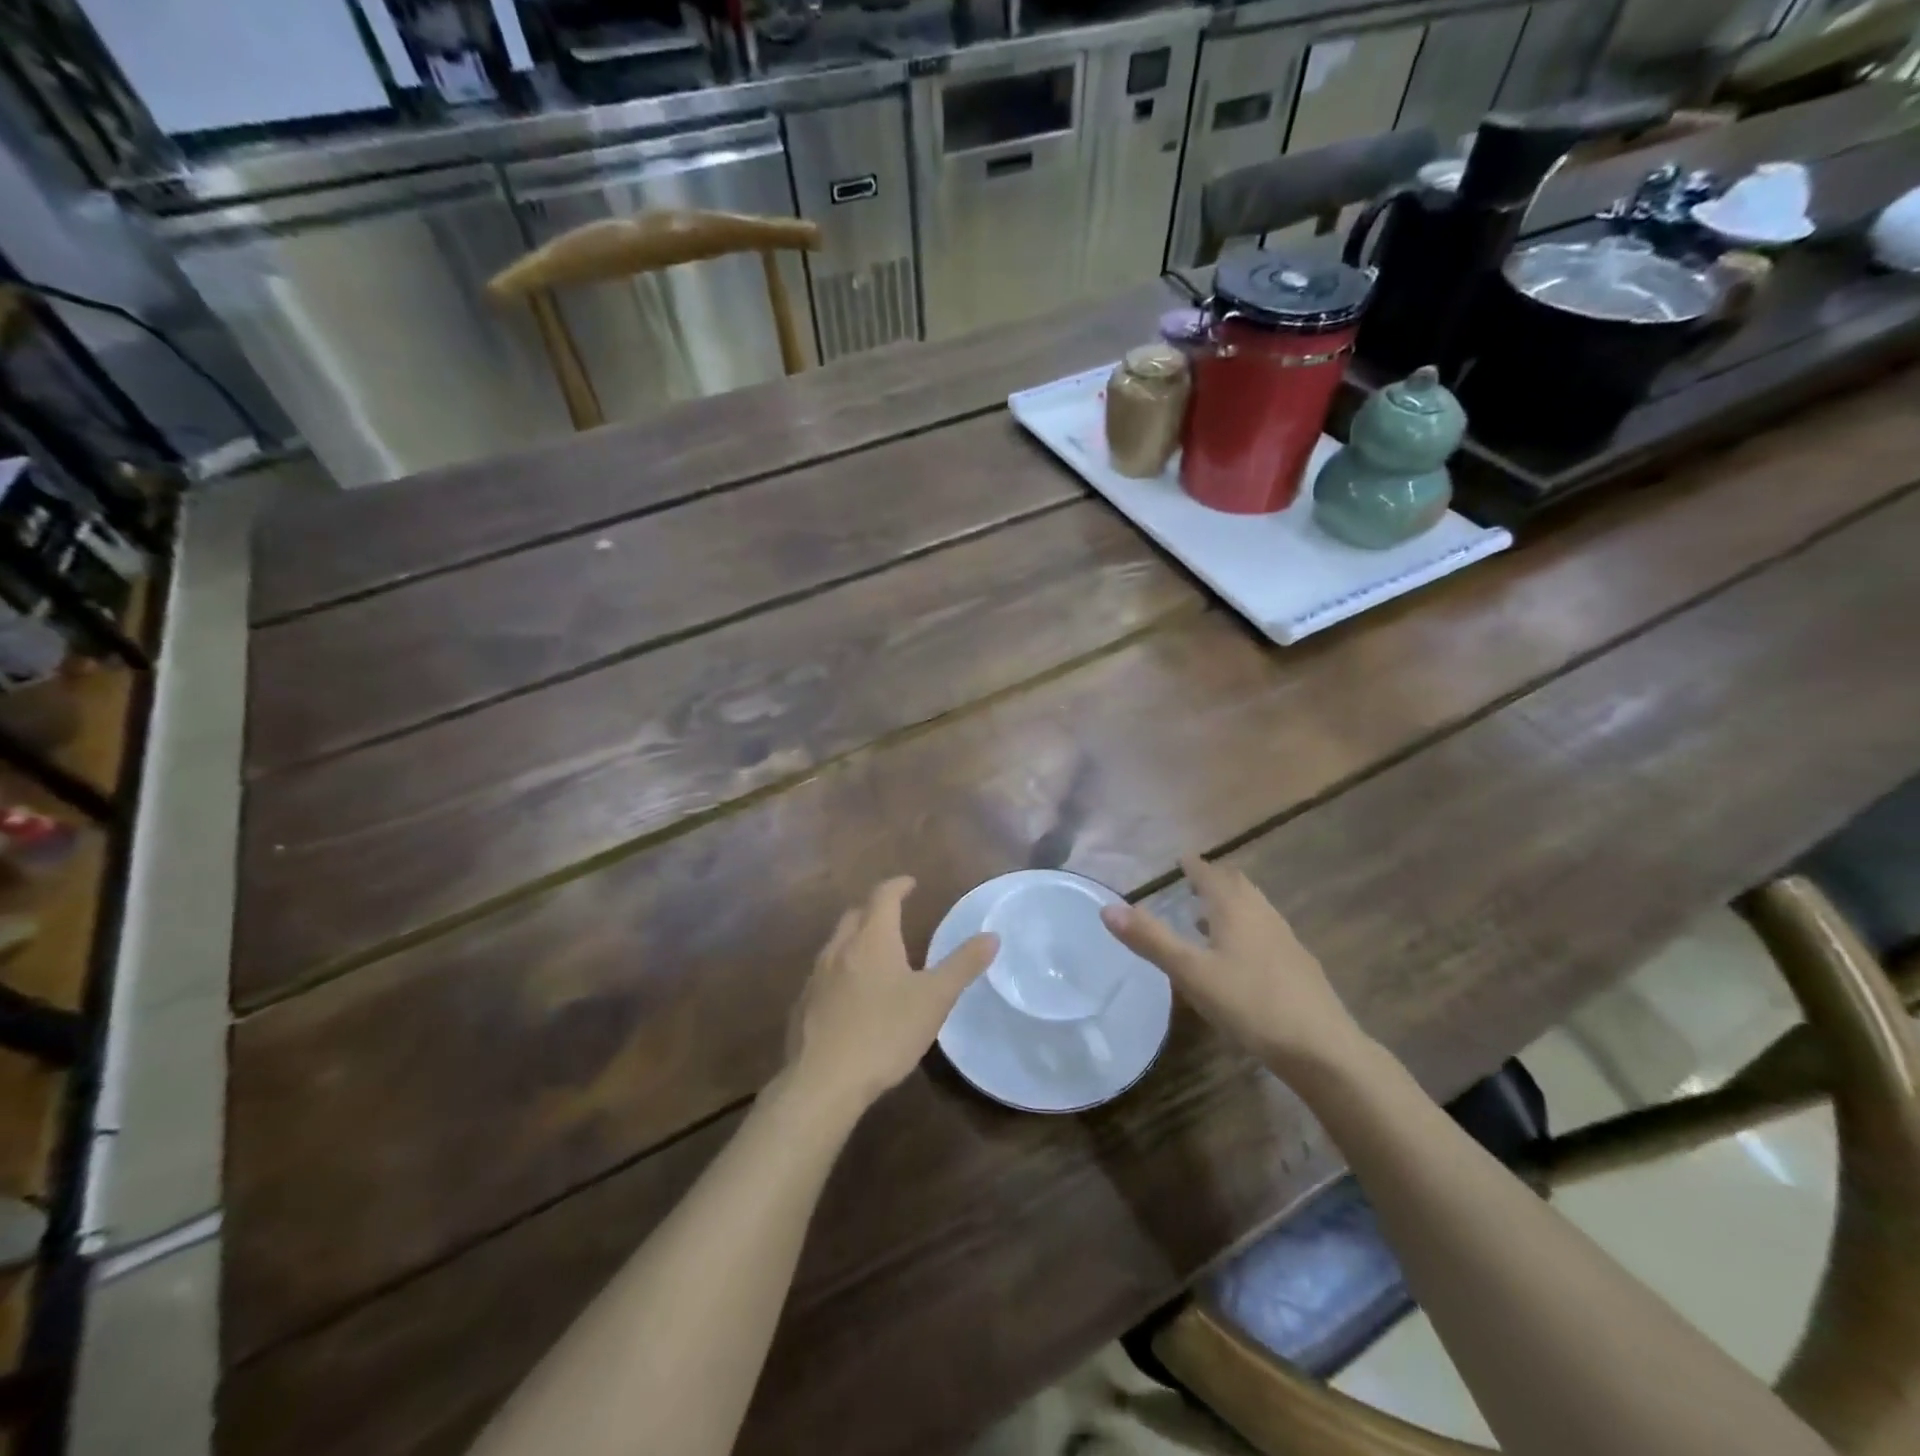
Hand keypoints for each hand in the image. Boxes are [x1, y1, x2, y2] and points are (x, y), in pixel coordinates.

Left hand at [785, 877, 997, 1116]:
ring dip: (855, 939)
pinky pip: (823, 974)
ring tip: (874, 954)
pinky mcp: (803, 1005)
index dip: (898, 886)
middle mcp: (840, 948)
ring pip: (836, 944)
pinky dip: (840, 970)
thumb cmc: (884, 1033)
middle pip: (856, 915)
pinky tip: (850, 995)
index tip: (910, 884)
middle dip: (875, 909)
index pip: (883, 897)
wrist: (822, 1081)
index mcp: (872, 939)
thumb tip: (991, 936)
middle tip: (894, 916)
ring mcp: (816, 976)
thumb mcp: (934, 999)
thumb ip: (963, 965)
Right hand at [1100, 855, 1370, 1077]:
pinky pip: (1265, 932)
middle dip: (1215, 880)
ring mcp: (1285, 941)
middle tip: (1193, 880)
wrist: (1322, 1049)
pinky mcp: (1298, 967)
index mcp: (1235, 909)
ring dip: (1230, 905)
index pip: (1211, 875)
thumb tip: (1107, 907)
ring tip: (1207, 916)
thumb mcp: (1191, 972)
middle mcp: (1263, 915)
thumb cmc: (1250, 1003)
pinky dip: (1245, 929)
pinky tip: (1238, 957)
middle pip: (1238, 886)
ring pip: (1254, 909)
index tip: (1182, 859)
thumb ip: (1151, 939)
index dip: (1195, 866)